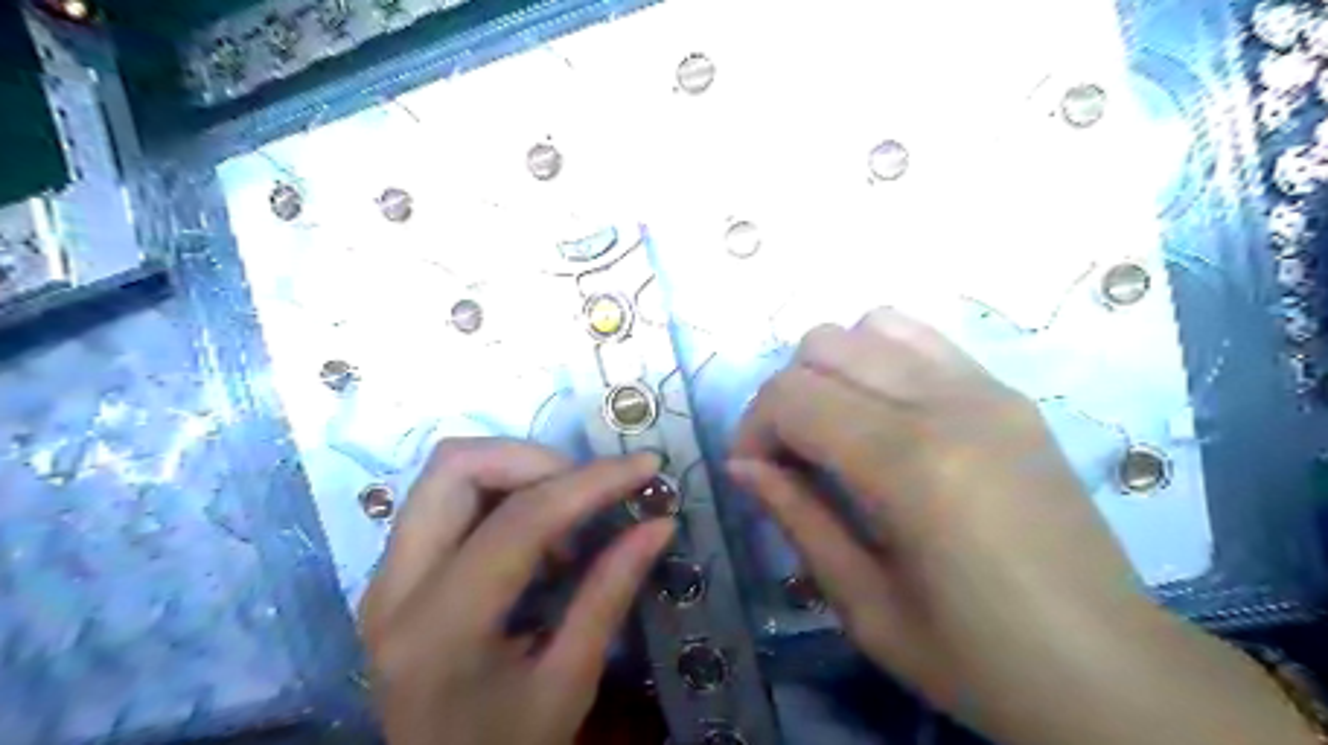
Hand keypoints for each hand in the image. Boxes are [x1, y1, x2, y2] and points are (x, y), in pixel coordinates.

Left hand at [362, 440, 675, 744]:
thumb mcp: (569, 681)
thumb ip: (610, 592)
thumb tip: (660, 523)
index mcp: (440, 630)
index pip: (519, 520)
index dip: (590, 482)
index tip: (644, 466)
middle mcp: (394, 588)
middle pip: (457, 467)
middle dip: (536, 460)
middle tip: (590, 491)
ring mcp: (384, 576)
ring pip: (447, 472)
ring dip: (517, 471)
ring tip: (566, 517)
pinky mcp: (393, 572)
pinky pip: (445, 496)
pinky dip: (500, 490)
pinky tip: (536, 533)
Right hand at [726, 309, 1315, 743]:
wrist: (1112, 670)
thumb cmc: (980, 661)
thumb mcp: (866, 607)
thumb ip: (798, 519)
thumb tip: (743, 466)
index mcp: (911, 464)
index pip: (793, 396)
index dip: (753, 428)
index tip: (752, 472)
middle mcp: (949, 404)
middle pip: (824, 345)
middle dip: (785, 394)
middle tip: (789, 455)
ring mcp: (987, 389)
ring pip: (871, 326)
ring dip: (832, 369)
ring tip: (836, 428)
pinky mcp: (1009, 394)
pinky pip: (922, 340)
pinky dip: (880, 359)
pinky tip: (883, 414)